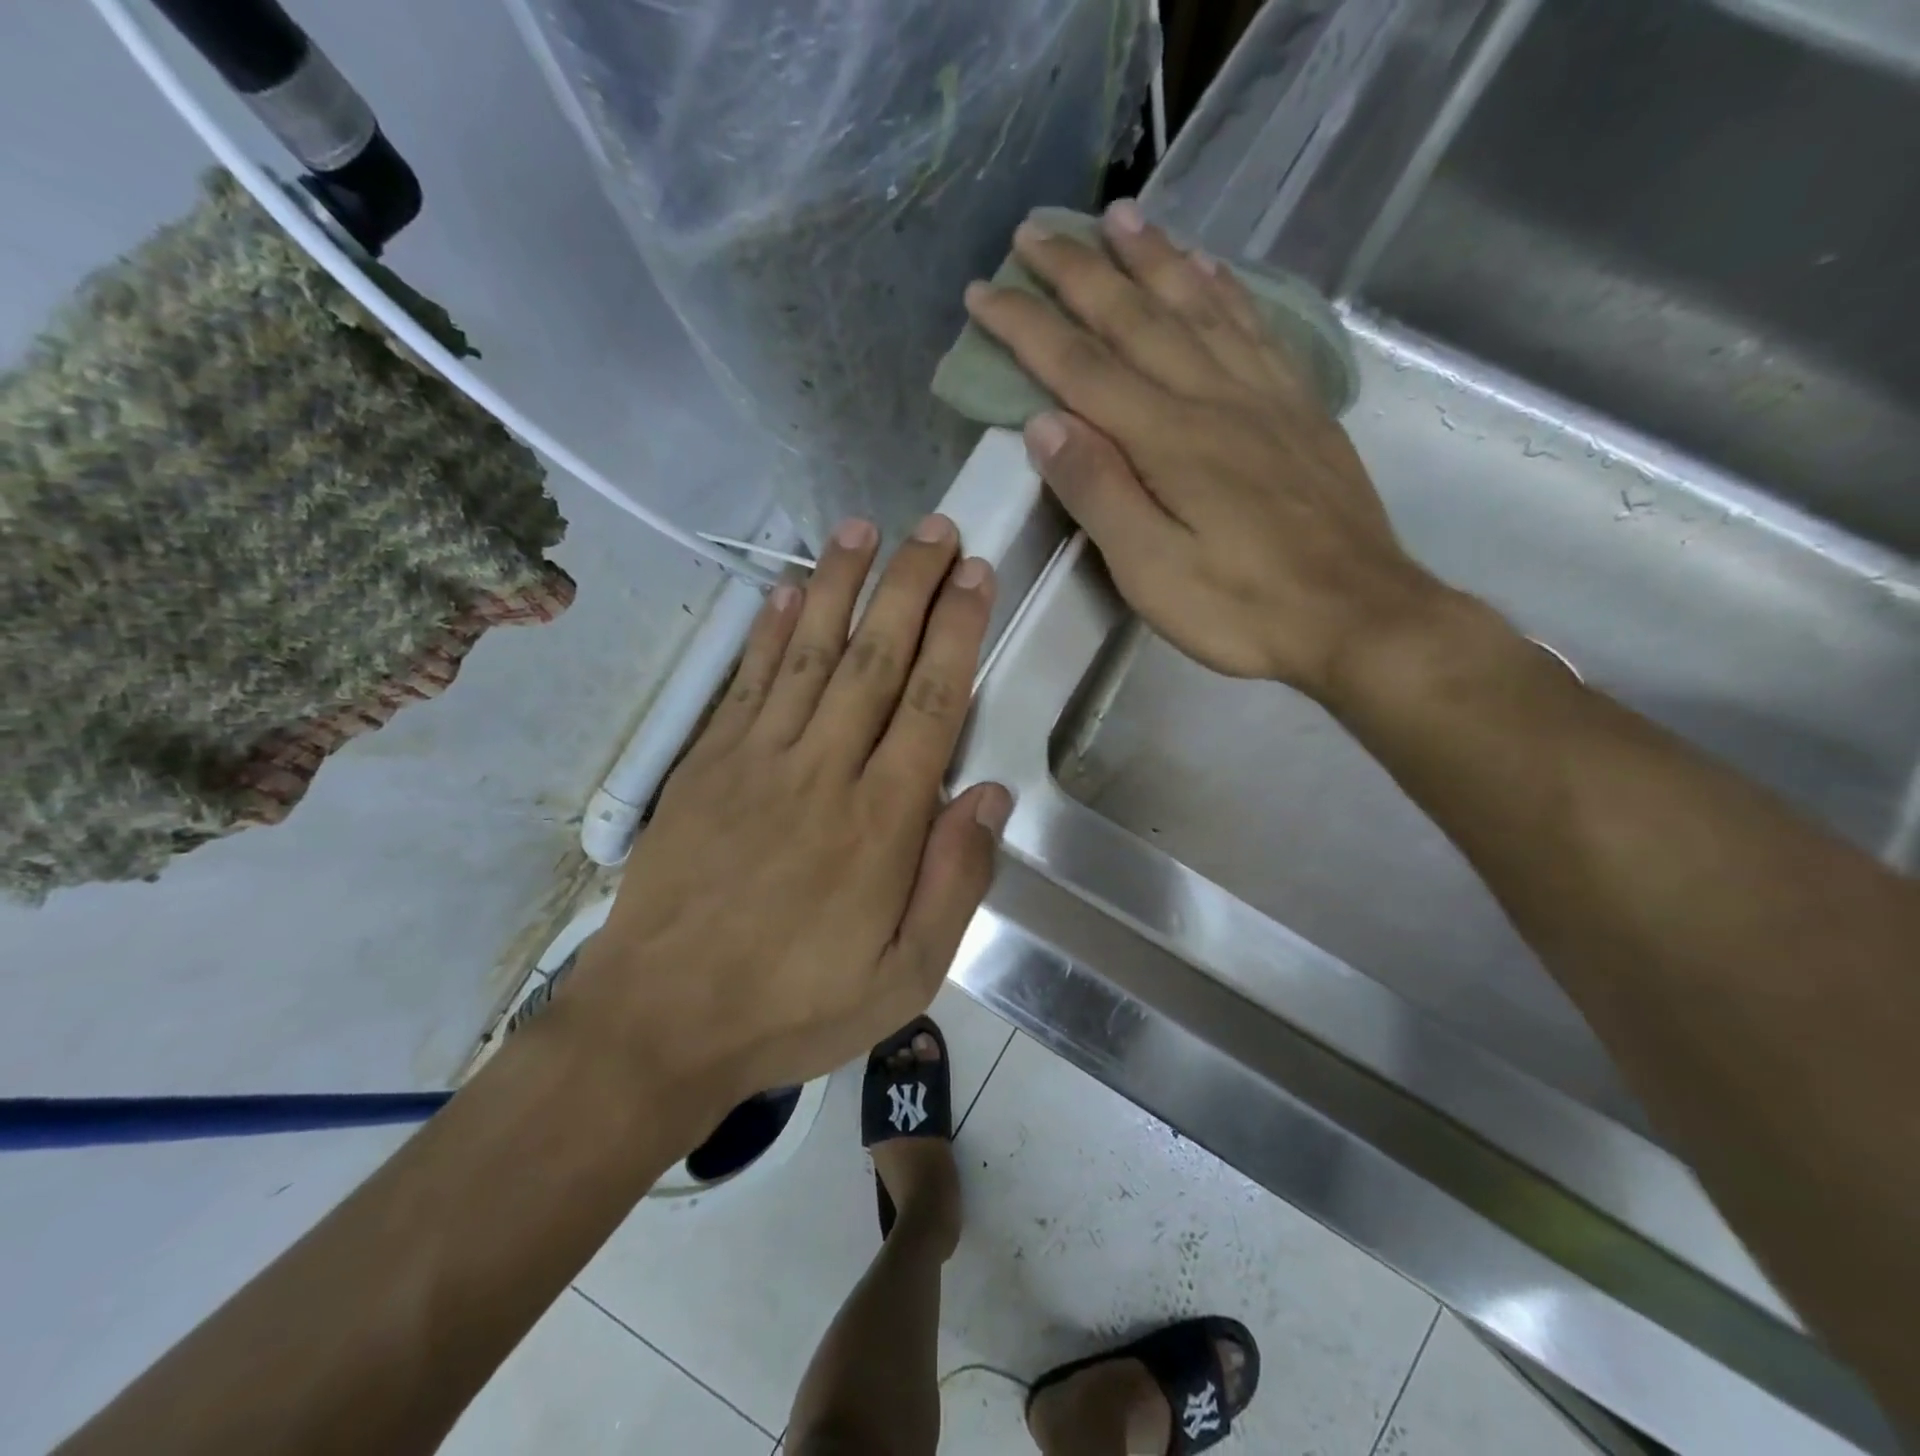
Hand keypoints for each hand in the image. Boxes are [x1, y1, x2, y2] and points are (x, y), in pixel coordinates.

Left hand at [562, 517, 1010, 1105]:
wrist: (660, 1023)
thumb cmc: (795, 1006)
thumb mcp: (905, 977)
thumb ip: (954, 882)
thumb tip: (989, 795)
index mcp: (882, 822)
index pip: (933, 702)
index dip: (958, 631)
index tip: (976, 575)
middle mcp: (824, 770)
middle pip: (876, 658)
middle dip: (911, 586)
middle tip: (937, 528)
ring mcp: (757, 760)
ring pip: (808, 651)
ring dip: (841, 585)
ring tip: (865, 528)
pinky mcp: (706, 765)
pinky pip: (745, 682)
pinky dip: (768, 630)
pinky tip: (787, 590)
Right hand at [964, 200, 1444, 696]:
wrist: (1356, 616)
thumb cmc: (1241, 608)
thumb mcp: (1151, 570)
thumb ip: (1098, 492)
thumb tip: (1044, 423)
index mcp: (1168, 439)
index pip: (1080, 369)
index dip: (1028, 327)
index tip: (984, 291)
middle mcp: (1213, 399)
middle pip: (1136, 319)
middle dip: (1079, 272)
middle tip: (1037, 230)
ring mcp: (1264, 397)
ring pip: (1198, 307)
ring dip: (1152, 259)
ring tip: (1119, 216)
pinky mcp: (1299, 410)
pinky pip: (1255, 330)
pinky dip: (1225, 290)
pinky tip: (1209, 269)